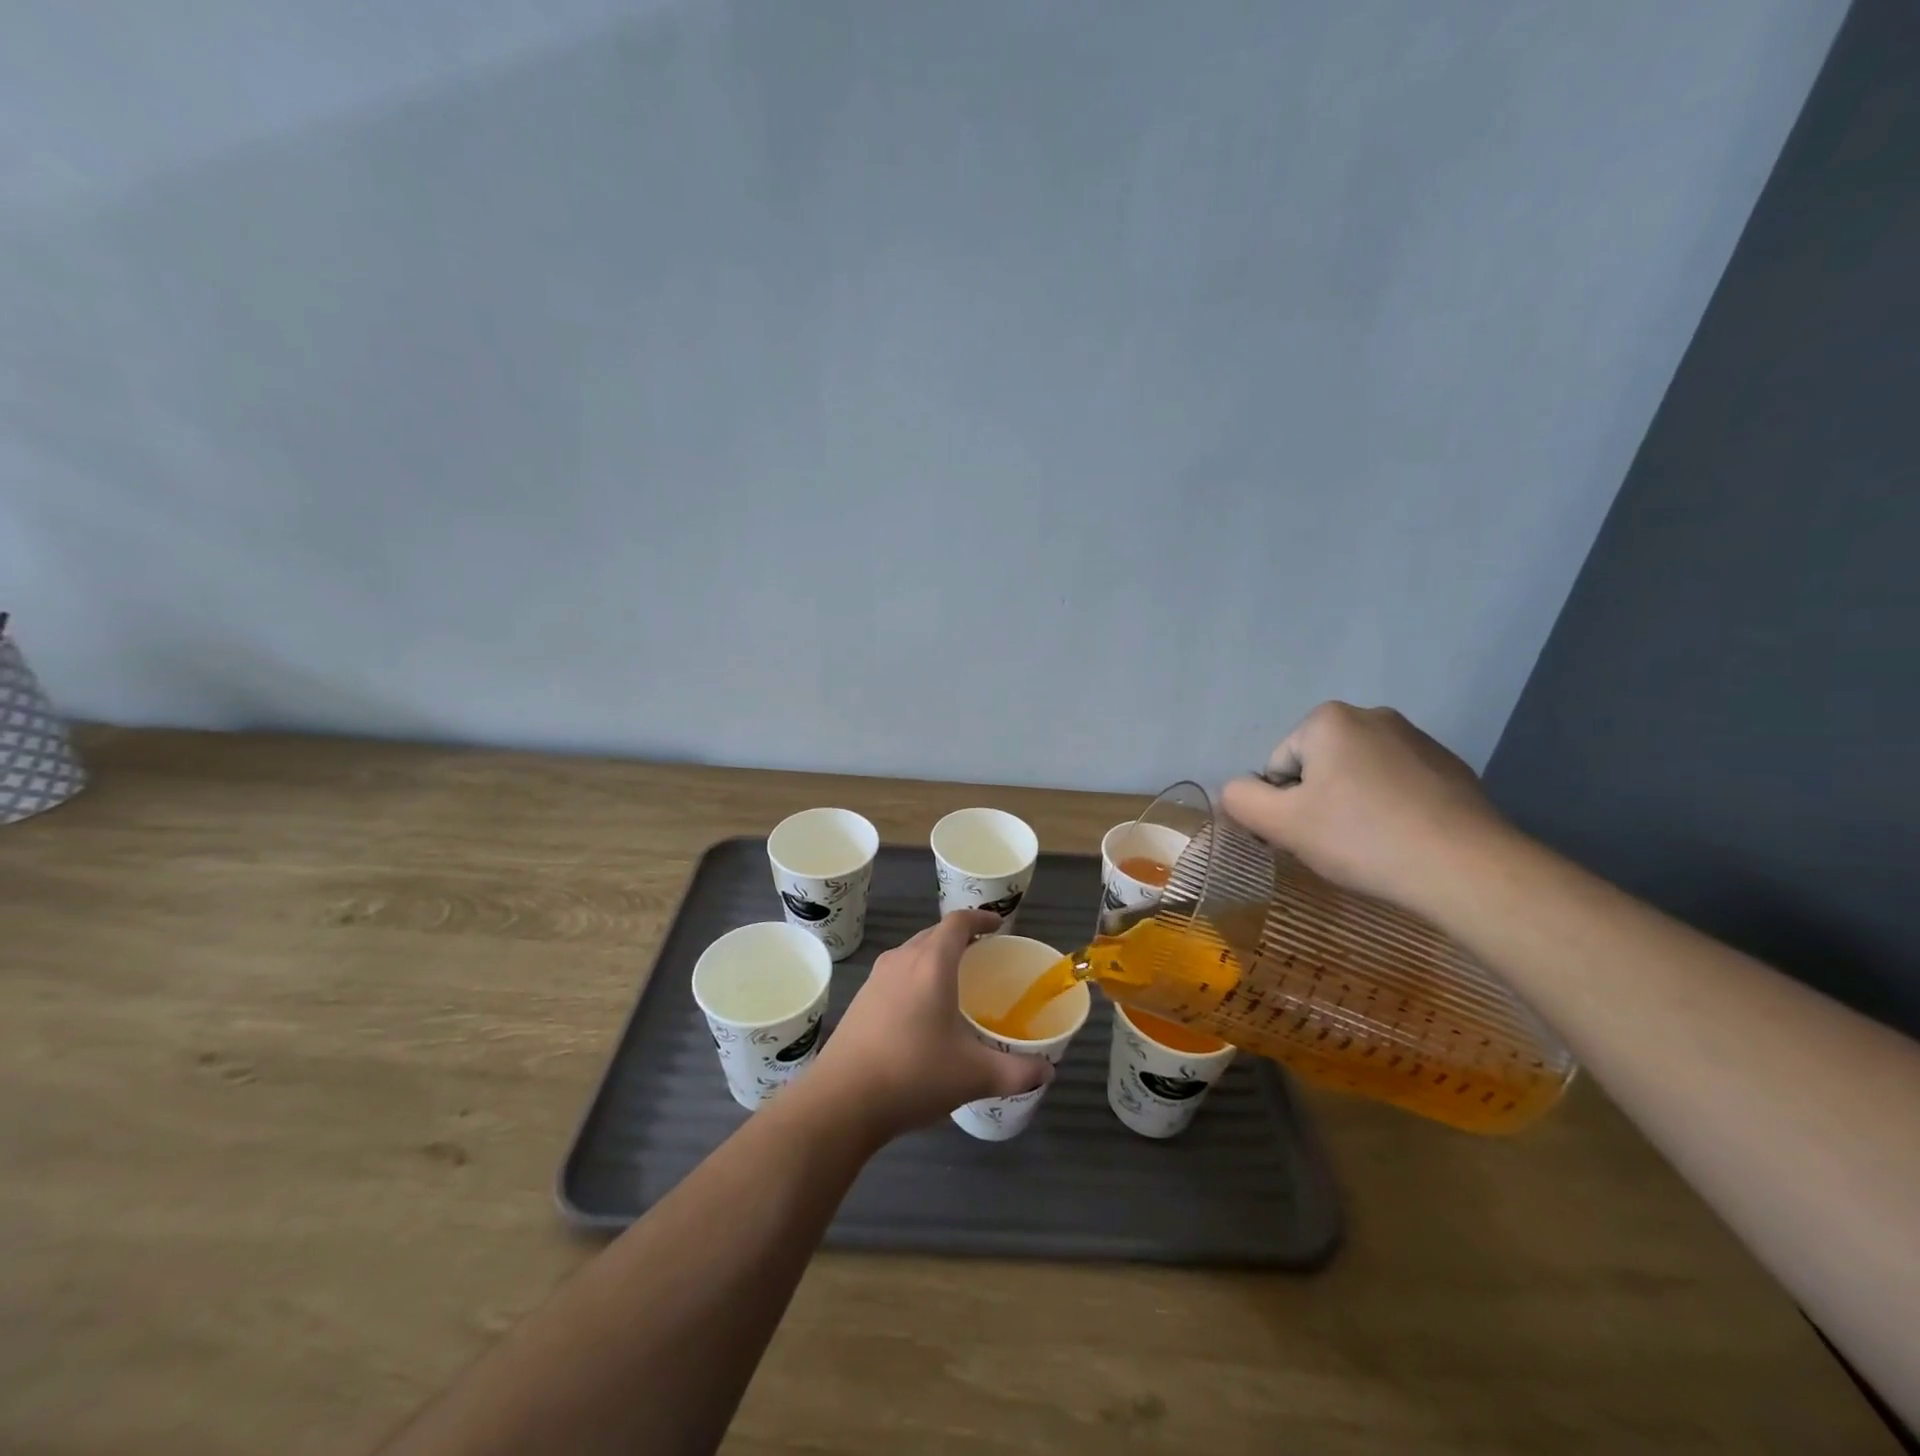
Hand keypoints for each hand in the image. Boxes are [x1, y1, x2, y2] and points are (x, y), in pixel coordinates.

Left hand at [806, 910, 1052, 1143]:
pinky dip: (915, 976)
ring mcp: (876, 979)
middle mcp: (902, 960)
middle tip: (982, 954)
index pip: (957, 923)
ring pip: (912, 953)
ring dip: (934, 956)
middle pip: (933, 934)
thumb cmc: (913, 1074)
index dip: (979, 918)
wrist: (841, 1100)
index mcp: (931, 964)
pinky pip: (896, 973)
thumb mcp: (973, 1076)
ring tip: (955, 980)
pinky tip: (922, 1010)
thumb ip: (1016, 1072)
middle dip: (959, 938)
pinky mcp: (860, 1000)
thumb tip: (1047, 1072)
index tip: (998, 924)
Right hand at [1219, 702, 1510, 911]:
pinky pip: (1397, 787)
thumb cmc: (1360, 837)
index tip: (1305, 836)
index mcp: (1328, 719)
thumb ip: (1241, 799)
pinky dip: (1390, 810)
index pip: (1278, 766)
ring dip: (1352, 807)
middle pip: (1317, 767)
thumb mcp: (1280, 823)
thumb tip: (1236, 790)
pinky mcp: (1450, 769)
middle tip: (1334, 843)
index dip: (1282, 806)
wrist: (1465, 867)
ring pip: (1357, 778)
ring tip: (1370, 847)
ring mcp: (1418, 740)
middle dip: (1317, 803)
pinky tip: (1403, 842)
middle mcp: (1373, 716)